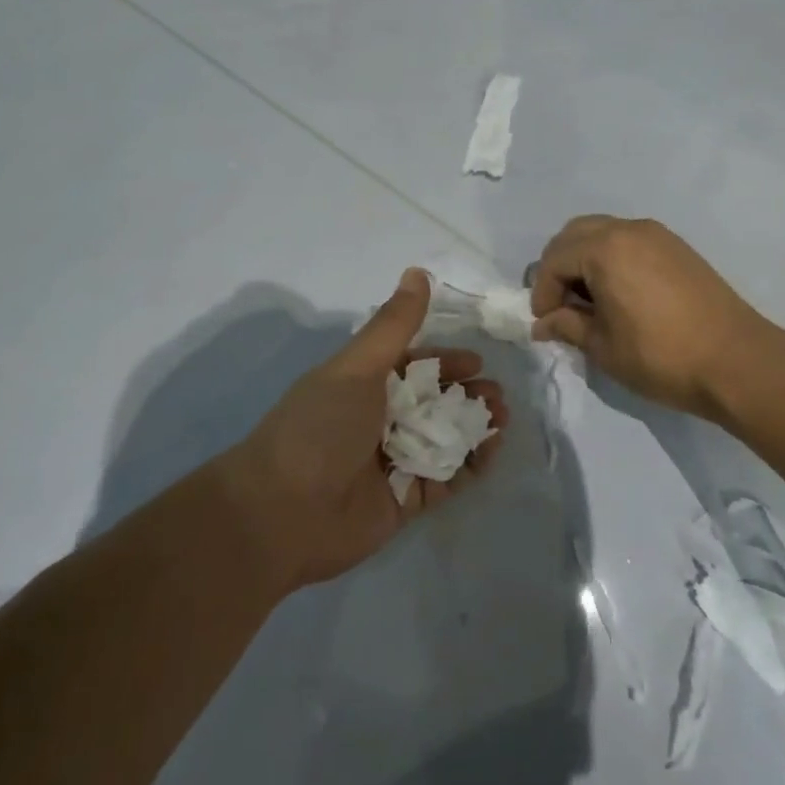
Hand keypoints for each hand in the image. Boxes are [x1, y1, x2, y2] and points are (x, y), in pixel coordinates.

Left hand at [220, 269, 507, 590]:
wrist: (282, 513)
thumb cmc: (320, 427)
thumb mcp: (358, 367)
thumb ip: (394, 324)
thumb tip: (417, 271)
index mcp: (363, 383)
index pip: (414, 365)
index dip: (446, 361)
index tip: (477, 363)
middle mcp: (379, 419)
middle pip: (434, 401)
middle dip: (467, 396)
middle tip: (497, 397)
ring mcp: (392, 460)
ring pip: (444, 438)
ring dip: (475, 427)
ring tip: (502, 421)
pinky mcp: (404, 500)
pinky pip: (445, 478)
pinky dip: (469, 466)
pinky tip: (491, 452)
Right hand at [530, 216, 774, 420]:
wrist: (738, 362)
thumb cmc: (662, 357)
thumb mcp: (604, 347)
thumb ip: (567, 326)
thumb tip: (543, 324)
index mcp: (605, 250)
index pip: (554, 261)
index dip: (542, 292)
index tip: (545, 323)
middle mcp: (627, 230)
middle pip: (574, 235)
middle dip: (558, 267)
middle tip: (560, 305)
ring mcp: (656, 234)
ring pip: (601, 232)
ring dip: (584, 259)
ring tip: (588, 300)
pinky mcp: (676, 246)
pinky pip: (628, 239)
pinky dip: (611, 257)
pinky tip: (618, 292)